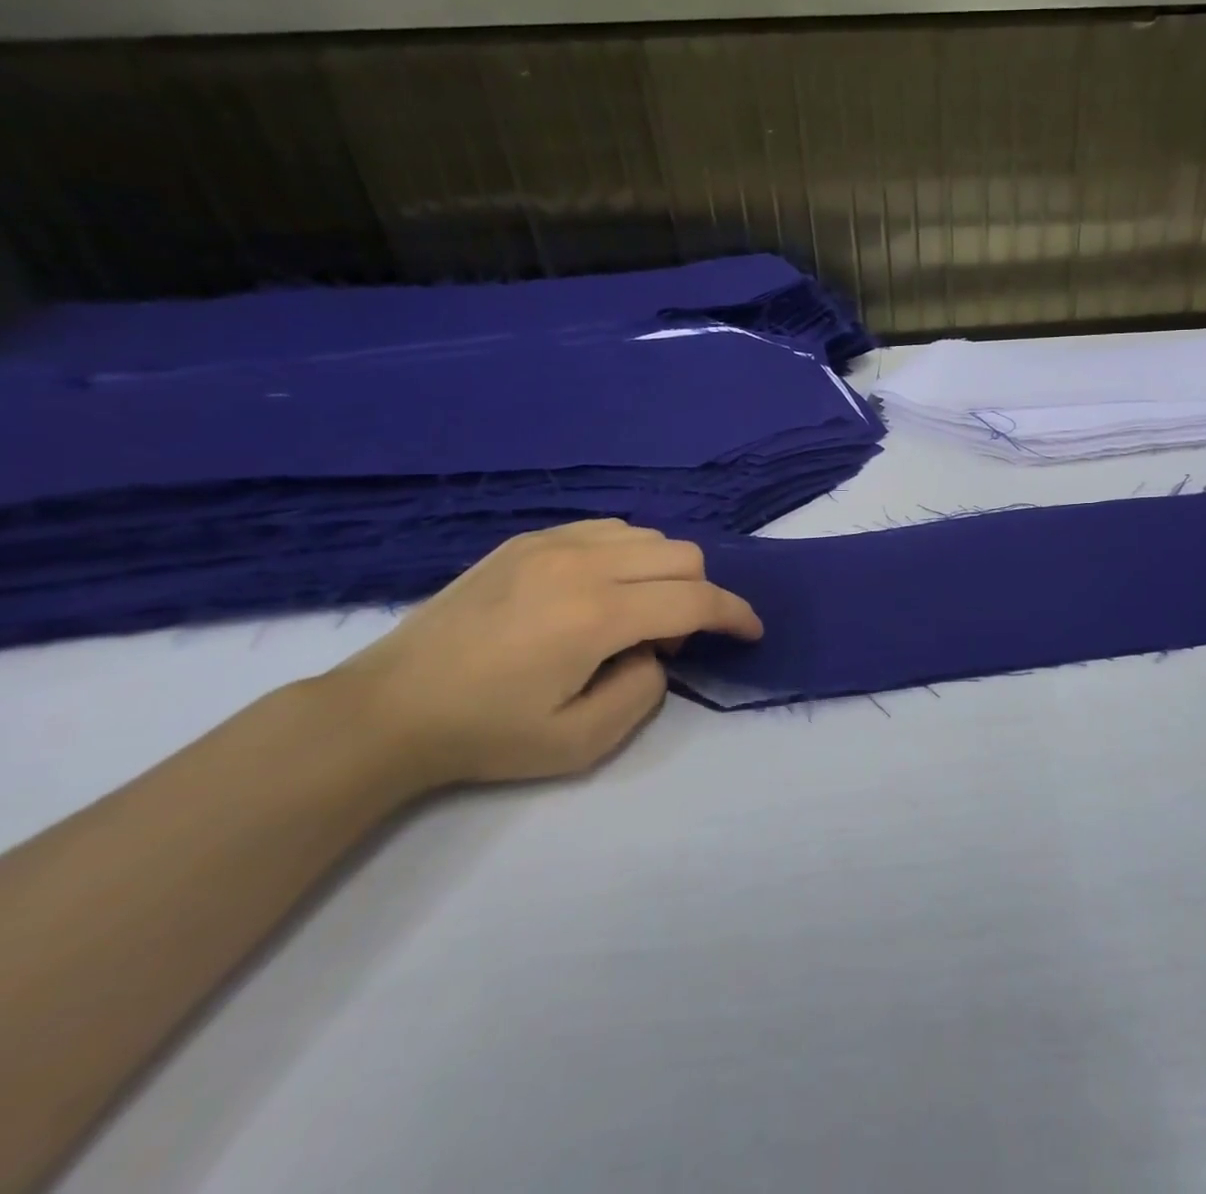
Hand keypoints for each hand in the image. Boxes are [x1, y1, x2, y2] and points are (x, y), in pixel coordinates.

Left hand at [317, 521, 761, 789]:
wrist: (387, 709)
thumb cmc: (485, 734)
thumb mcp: (581, 742)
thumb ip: (645, 691)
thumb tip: (654, 649)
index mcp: (596, 615)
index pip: (696, 599)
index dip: (736, 614)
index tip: (751, 632)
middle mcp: (582, 563)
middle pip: (682, 556)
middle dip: (699, 595)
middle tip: (667, 640)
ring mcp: (551, 542)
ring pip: (650, 536)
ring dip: (665, 573)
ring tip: (630, 615)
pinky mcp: (527, 539)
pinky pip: (608, 529)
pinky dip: (630, 554)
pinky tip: (602, 590)